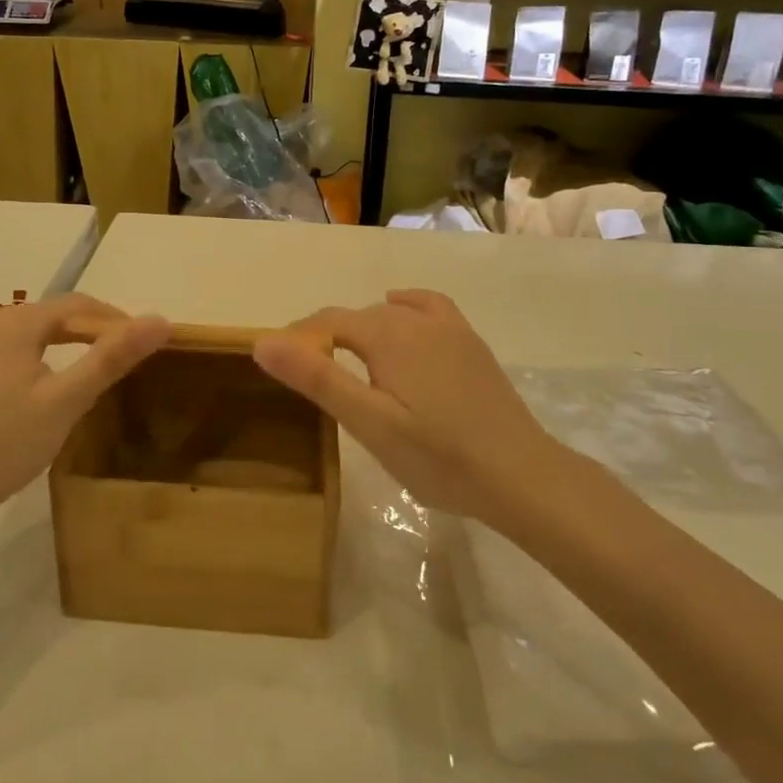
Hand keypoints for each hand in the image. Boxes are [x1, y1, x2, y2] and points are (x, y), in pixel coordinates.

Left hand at [0, 294, 169, 529]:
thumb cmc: (4, 446)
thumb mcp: (67, 401)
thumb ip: (113, 357)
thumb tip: (162, 320)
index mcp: (13, 322)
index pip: (78, 305)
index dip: (115, 320)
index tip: (143, 343)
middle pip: (50, 316)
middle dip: (89, 332)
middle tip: (120, 360)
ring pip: (26, 334)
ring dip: (60, 346)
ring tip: (86, 372)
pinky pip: (2, 351)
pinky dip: (30, 360)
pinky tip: (37, 389)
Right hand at [252, 289, 558, 525]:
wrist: (520, 474)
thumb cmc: (437, 457)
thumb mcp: (368, 423)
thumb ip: (316, 378)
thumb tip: (262, 341)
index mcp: (386, 334)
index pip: (327, 322)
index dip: (299, 339)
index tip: (281, 367)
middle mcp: (415, 318)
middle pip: (356, 317)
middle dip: (327, 338)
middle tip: (310, 377)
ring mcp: (449, 327)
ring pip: (390, 314)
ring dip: (362, 329)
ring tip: (348, 361)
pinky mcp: (470, 342)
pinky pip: (428, 308)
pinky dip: (405, 308)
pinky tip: (402, 319)